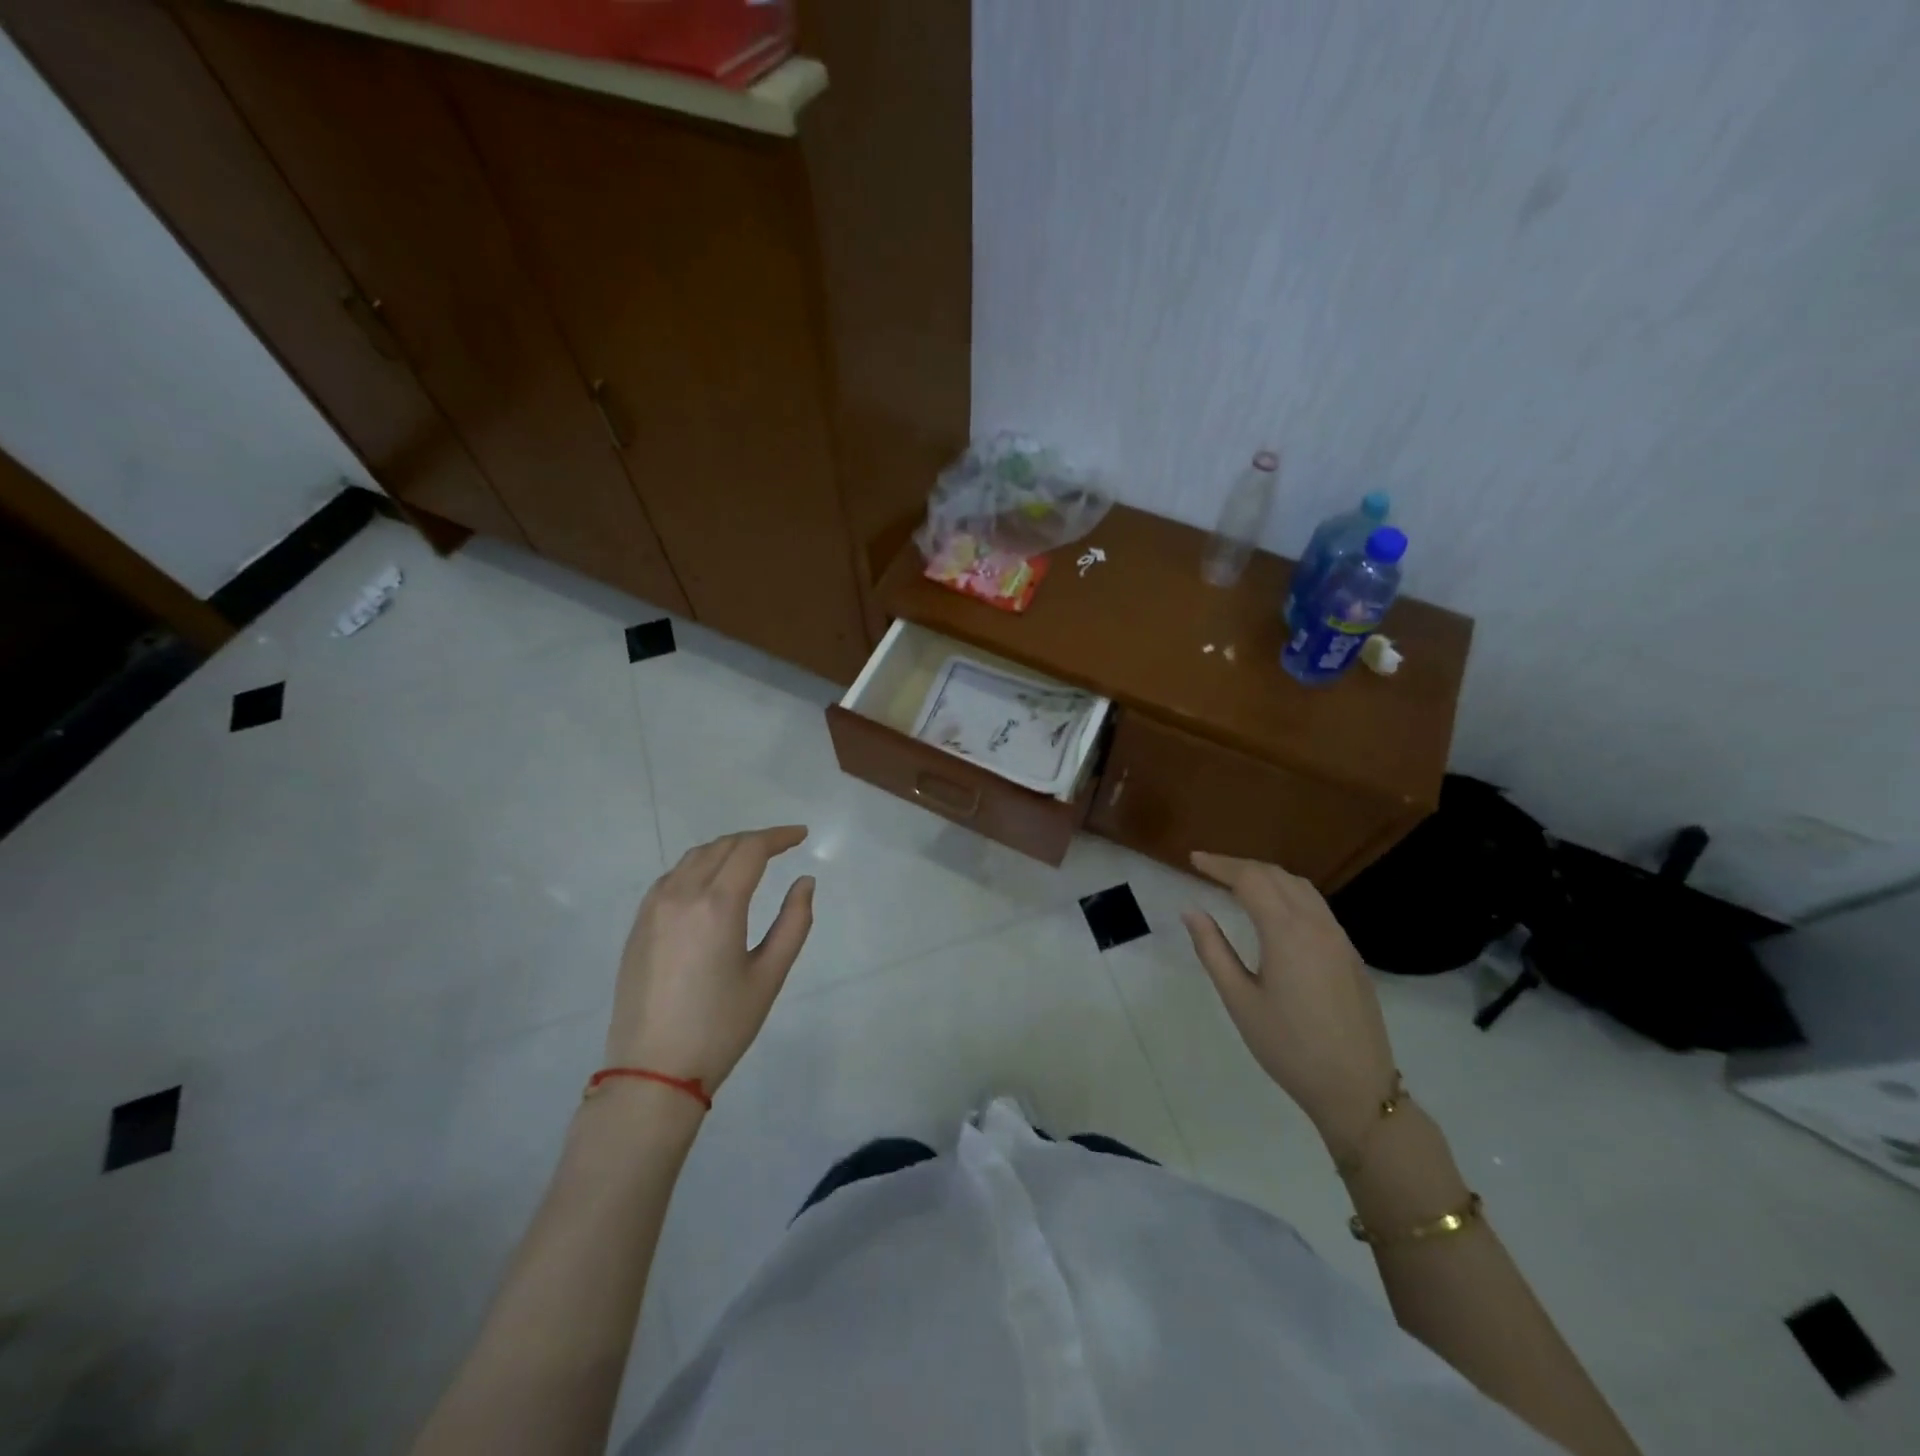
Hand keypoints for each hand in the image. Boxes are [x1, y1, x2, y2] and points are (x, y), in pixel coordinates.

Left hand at [605, 827, 814, 1092]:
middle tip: (782, 846)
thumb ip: (794, 922)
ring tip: (750, 859)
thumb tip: (804, 882)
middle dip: (755, 840)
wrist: (652, 1072)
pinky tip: (711, 882)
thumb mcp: (769, 975)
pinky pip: (672, 877)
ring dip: (725, 849)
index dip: (779, 836)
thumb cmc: (721, 1026)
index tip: (801, 836)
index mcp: (718, 904)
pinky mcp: (638, 925)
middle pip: (722, 846)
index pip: (751, 849)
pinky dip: (698, 866)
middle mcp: (682, 894)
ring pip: (693, 857)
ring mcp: (653, 908)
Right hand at [1182, 852, 1397, 1156]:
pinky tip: (1274, 910)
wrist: (1356, 1089)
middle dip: (1241, 866)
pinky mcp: (1350, 953)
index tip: (1193, 859)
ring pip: (1301, 887)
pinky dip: (1288, 893)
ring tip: (1238, 883)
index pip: (1250, 879)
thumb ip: (1213, 950)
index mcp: (1286, 932)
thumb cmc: (1288, 1047)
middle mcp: (1317, 924)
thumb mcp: (1239, 1000)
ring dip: (1267, 876)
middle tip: (1209, 869)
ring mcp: (1339, 937)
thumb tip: (1191, 911)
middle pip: (1276, 875)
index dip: (1219, 865)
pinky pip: (1316, 906)